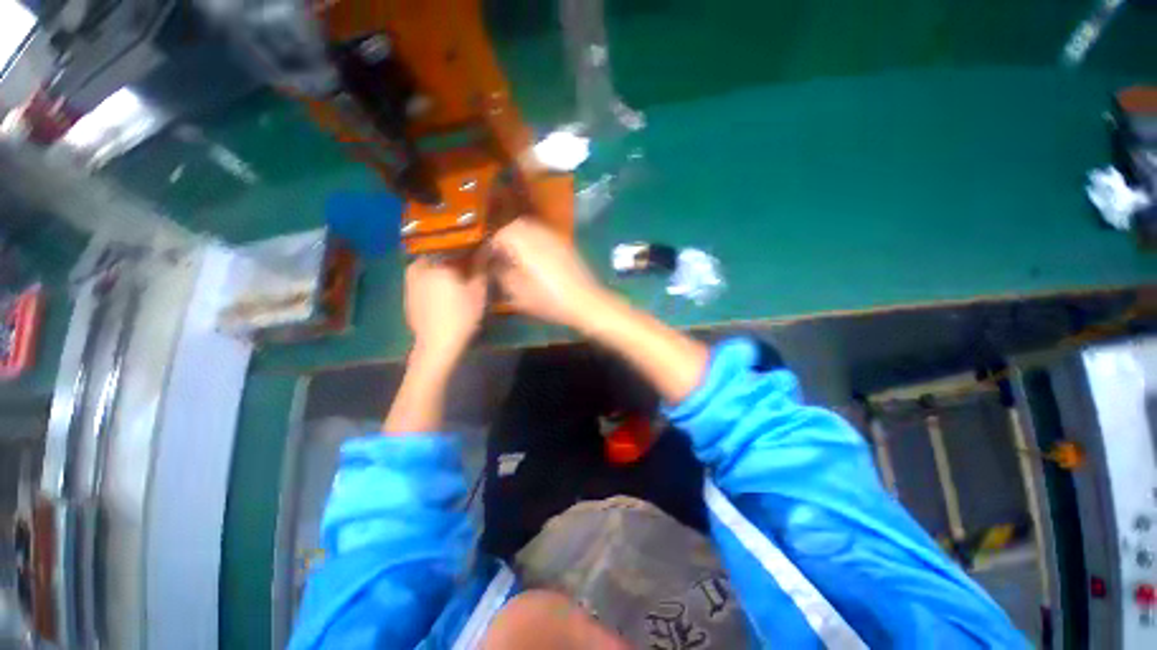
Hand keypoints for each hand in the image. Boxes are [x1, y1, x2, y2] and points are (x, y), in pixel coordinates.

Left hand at [403, 257, 486, 360]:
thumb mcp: (478, 291)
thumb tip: (486, 247)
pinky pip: (422, 281)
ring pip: (429, 268)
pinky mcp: (407, 296)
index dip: (465, 249)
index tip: (476, 254)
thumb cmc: (462, 315)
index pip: (452, 246)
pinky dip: (432, 282)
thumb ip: (481, 266)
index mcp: (437, 262)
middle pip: (438, 255)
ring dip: (441, 270)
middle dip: (452, 259)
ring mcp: (409, 282)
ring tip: (456, 280)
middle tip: (466, 268)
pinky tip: (443, 294)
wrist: (438, 344)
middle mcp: (418, 267)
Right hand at [490, 219, 608, 330]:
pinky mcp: (566, 245)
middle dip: (505, 237)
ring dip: (520, 236)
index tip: (486, 259)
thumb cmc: (550, 300)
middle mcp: (539, 234)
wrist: (586, 301)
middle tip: (500, 254)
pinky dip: (535, 240)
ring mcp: (555, 238)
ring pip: (532, 228)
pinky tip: (535, 258)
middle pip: (516, 225)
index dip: (491, 246)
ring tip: (516, 255)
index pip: (500, 235)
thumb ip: (503, 276)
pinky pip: (545, 235)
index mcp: (525, 244)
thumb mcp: (519, 294)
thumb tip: (495, 266)